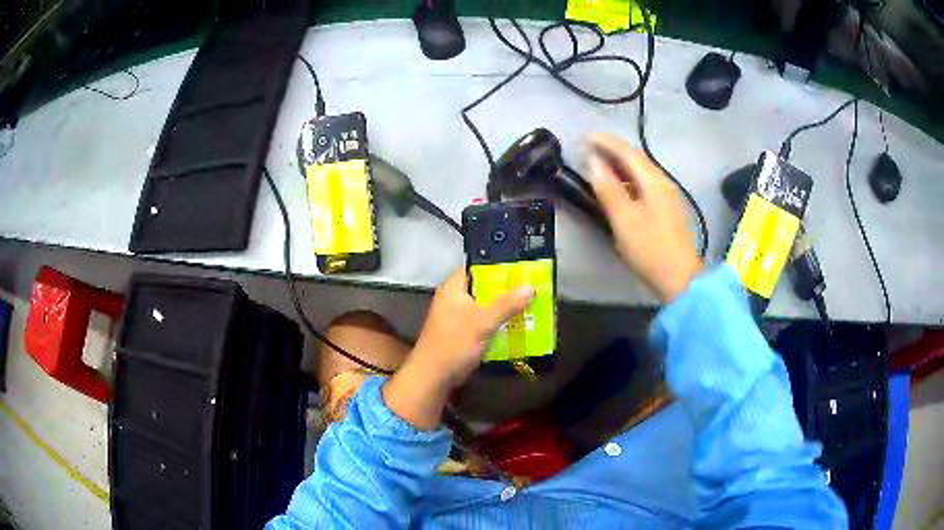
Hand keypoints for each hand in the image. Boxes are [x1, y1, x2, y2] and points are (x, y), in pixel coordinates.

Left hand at [382, 269, 533, 428]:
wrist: (433, 378)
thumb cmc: (453, 344)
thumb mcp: (482, 322)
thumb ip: (506, 304)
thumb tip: (529, 287)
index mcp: (453, 288)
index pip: (475, 266)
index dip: (496, 265)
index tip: (519, 267)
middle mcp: (454, 299)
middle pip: (483, 287)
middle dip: (506, 288)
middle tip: (531, 286)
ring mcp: (457, 318)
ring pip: (485, 306)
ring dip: (504, 307)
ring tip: (530, 303)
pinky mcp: (462, 335)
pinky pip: (484, 323)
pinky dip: (498, 323)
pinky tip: (517, 325)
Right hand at [586, 133, 700, 302]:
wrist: (679, 278)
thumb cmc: (649, 248)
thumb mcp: (624, 219)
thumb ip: (608, 188)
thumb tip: (593, 161)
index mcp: (654, 181)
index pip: (628, 152)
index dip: (606, 142)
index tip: (586, 137)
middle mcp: (663, 182)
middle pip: (637, 158)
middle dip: (614, 150)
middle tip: (591, 148)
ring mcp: (668, 196)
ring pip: (642, 171)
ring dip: (621, 164)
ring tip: (601, 165)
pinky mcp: (668, 209)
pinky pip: (646, 184)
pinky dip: (629, 179)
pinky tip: (620, 187)